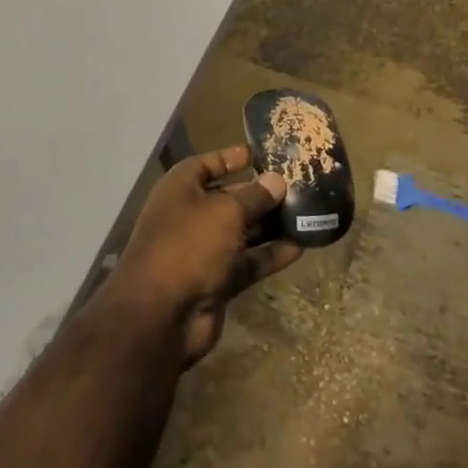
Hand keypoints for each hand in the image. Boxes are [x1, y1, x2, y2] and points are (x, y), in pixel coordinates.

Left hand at [108, 145, 301, 366]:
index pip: (208, 163)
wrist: (161, 315)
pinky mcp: (217, 280)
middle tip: (298, 185)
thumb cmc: (189, 245)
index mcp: (181, 188)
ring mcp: (203, 250)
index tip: (261, 152)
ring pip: (242, 231)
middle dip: (260, 193)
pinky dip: (270, 255)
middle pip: (229, 198)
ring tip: (307, 213)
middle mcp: (190, 215)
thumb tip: (276, 180)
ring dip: (270, 225)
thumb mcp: (225, 212)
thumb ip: (254, 196)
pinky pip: (248, 262)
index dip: (232, 157)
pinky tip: (300, 247)